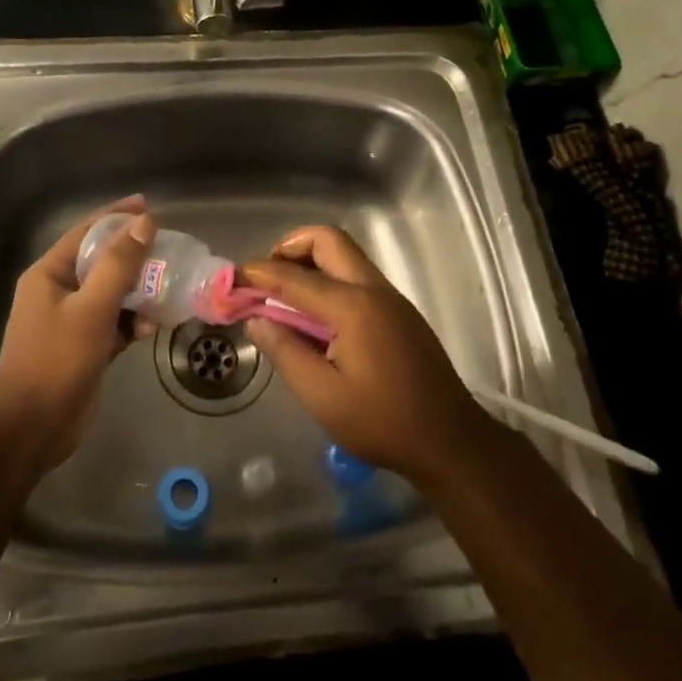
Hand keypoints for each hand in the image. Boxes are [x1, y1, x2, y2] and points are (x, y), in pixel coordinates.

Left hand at [0, 198, 158, 477]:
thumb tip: (145, 222)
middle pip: (102, 261)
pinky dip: (132, 321)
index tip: (149, 206)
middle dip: (135, 256)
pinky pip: (114, 322)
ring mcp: (71, 321)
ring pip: (112, 293)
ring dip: (138, 292)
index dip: (117, 217)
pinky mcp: (85, 347)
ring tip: (167, 290)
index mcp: (50, 274)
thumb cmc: (56, 362)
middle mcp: (59, 291)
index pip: (86, 232)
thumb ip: (118, 265)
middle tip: (169, 250)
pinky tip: (150, 328)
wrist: (31, 430)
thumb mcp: (91, 309)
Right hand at [240, 226, 487, 484]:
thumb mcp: (323, 396)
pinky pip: (357, 276)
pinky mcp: (399, 310)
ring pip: (345, 254)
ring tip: (285, 298)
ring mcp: (390, 297)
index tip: (231, 280)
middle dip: (289, 248)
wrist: (450, 441)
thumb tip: (257, 320)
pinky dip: (329, 279)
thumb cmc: (383, 422)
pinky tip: (316, 318)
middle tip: (266, 279)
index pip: (293, 276)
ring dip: (311, 262)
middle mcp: (373, 289)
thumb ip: (285, 352)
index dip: (257, 274)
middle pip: (327, 240)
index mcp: (352, 307)